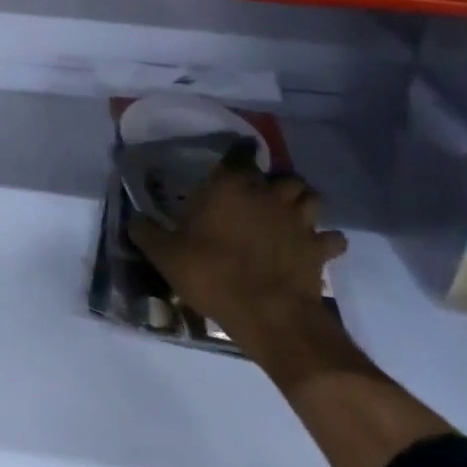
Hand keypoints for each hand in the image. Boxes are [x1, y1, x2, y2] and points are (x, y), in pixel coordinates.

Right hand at [128, 139, 347, 362]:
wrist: (267, 314)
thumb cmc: (211, 274)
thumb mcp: (165, 255)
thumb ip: (146, 232)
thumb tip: (134, 220)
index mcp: (230, 188)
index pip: (240, 154)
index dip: (238, 152)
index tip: (234, 157)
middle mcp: (269, 196)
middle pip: (283, 175)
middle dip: (275, 182)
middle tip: (260, 195)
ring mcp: (299, 222)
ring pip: (313, 198)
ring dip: (303, 202)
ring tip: (289, 214)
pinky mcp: (320, 250)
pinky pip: (332, 238)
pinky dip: (325, 240)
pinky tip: (313, 247)